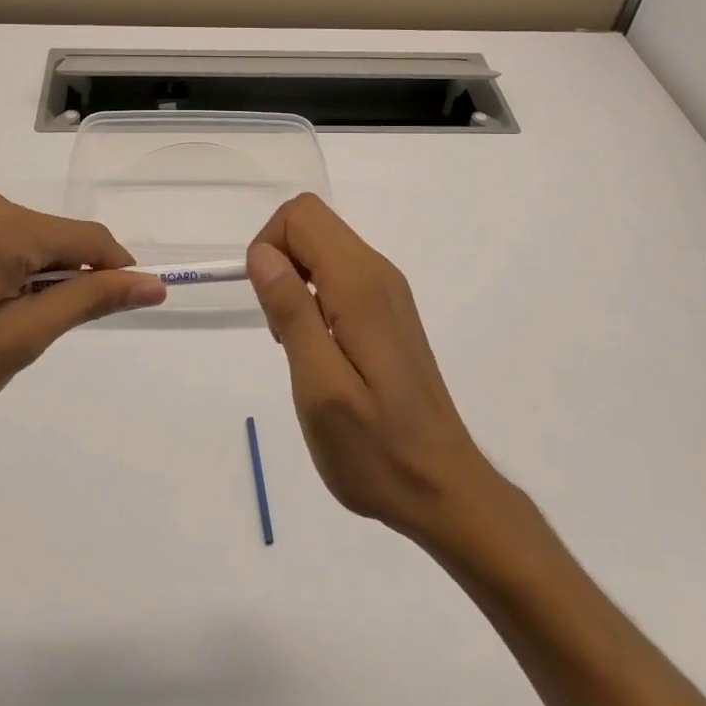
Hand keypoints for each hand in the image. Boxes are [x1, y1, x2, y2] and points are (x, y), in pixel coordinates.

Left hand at [0, 185, 165, 460]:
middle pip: (50, 237)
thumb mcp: (16, 342)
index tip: (132, 306)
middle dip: (61, 281)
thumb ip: (86, 301)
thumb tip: (150, 281)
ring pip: (16, 241)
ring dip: (26, 280)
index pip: (87, 238)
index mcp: (0, 224)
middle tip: (33, 339)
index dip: (117, 272)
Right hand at [246, 195, 493, 543]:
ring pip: (323, 248)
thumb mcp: (319, 386)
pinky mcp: (388, 311)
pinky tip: (319, 350)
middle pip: (312, 224)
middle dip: (279, 262)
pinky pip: (338, 275)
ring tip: (297, 346)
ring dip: (294, 282)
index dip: (269, 247)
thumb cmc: (375, 449)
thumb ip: (291, 311)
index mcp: (360, 284)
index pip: (301, 216)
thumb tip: (262, 253)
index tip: (268, 306)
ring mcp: (387, 291)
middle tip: (281, 329)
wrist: (443, 489)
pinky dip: (313, 297)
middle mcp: (378, 273)